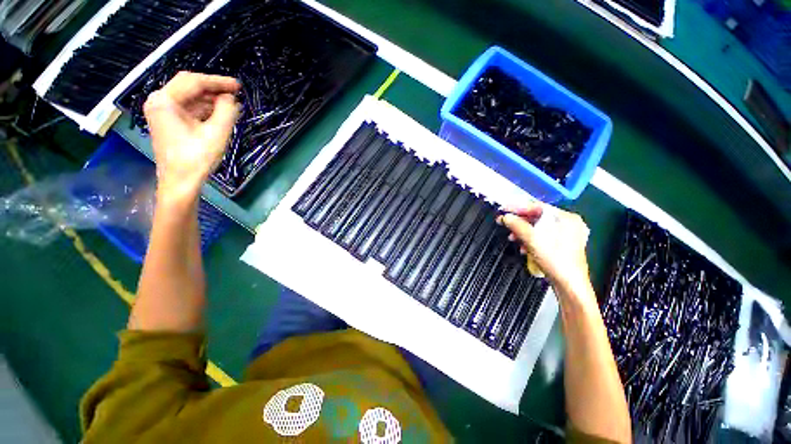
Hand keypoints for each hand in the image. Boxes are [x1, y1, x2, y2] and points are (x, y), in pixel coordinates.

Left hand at [143, 71, 240, 200]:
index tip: (238, 85)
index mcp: (165, 100)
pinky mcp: (168, 122)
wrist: (179, 182)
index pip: (194, 81)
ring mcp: (161, 112)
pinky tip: (219, 114)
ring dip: (210, 99)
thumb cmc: (196, 158)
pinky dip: (204, 109)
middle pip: (188, 86)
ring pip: (189, 97)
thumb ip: (226, 111)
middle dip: (213, 88)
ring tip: (231, 105)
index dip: (218, 81)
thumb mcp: (217, 133)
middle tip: (235, 92)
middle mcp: (159, 101)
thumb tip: (231, 98)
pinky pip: (188, 108)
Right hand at [498, 203, 592, 296]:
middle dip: (519, 222)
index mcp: (567, 218)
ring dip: (523, 232)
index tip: (503, 209)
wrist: (569, 286)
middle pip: (538, 217)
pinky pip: (542, 237)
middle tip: (504, 223)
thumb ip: (518, 225)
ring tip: (512, 237)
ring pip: (539, 228)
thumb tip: (505, 217)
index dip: (518, 208)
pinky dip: (531, 240)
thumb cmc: (555, 261)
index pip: (538, 207)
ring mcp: (567, 236)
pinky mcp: (562, 246)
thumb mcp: (533, 240)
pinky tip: (523, 247)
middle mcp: (569, 224)